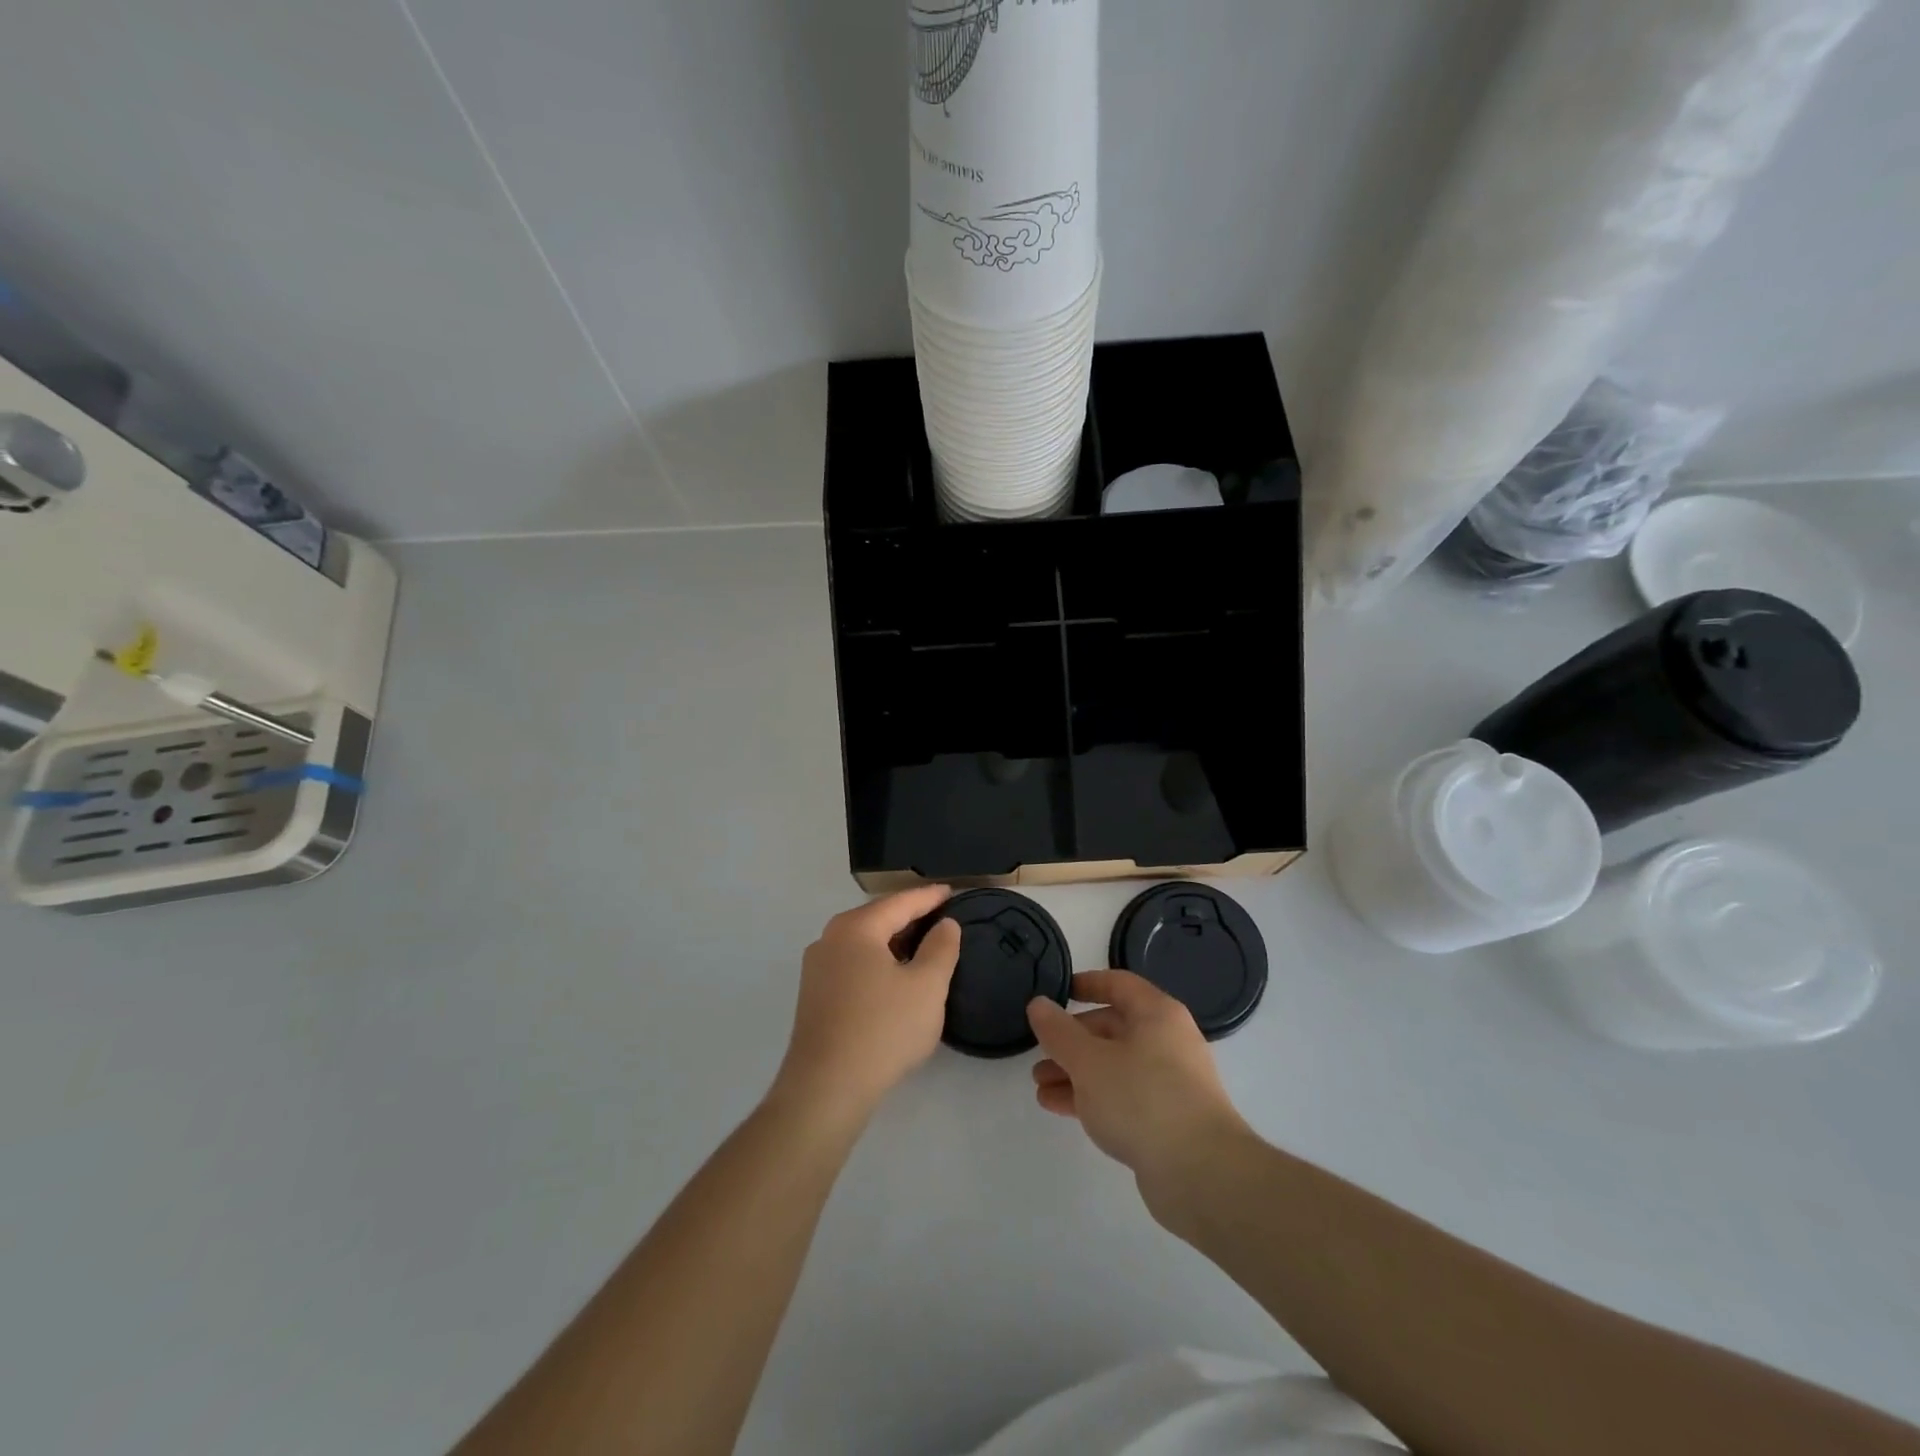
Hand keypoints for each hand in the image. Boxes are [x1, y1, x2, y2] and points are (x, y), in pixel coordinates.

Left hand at [771, 886, 962, 1126]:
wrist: (826, 1089)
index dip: (930, 897)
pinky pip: (853, 965)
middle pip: (878, 918)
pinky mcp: (814, 996)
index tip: (952, 892)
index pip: (900, 902)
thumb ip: (941, 948)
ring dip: (894, 942)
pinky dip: (878, 963)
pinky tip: (895, 979)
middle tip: (942, 919)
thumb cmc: (883, 1029)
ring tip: (923, 948)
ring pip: (864, 943)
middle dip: (910, 917)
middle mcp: (830, 939)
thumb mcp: (927, 987)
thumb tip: (945, 925)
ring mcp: (817, 968)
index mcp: (856, 928)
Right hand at [1029, 971, 1251, 1203]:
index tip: (1056, 993)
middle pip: (1113, 1028)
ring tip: (1040, 1086)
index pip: (1118, 984)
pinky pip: (1122, 1096)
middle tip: (1040, 1052)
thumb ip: (1059, 1031)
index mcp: (1157, 1014)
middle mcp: (1168, 1041)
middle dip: (1072, 1039)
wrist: (1201, 1174)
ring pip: (1114, 1065)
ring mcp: (1170, 1082)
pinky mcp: (1167, 1119)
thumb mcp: (1089, 1060)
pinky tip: (1059, 1107)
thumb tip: (1038, 1004)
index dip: (1085, 984)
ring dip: (1076, 1072)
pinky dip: (1092, 1097)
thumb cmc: (1142, 1099)